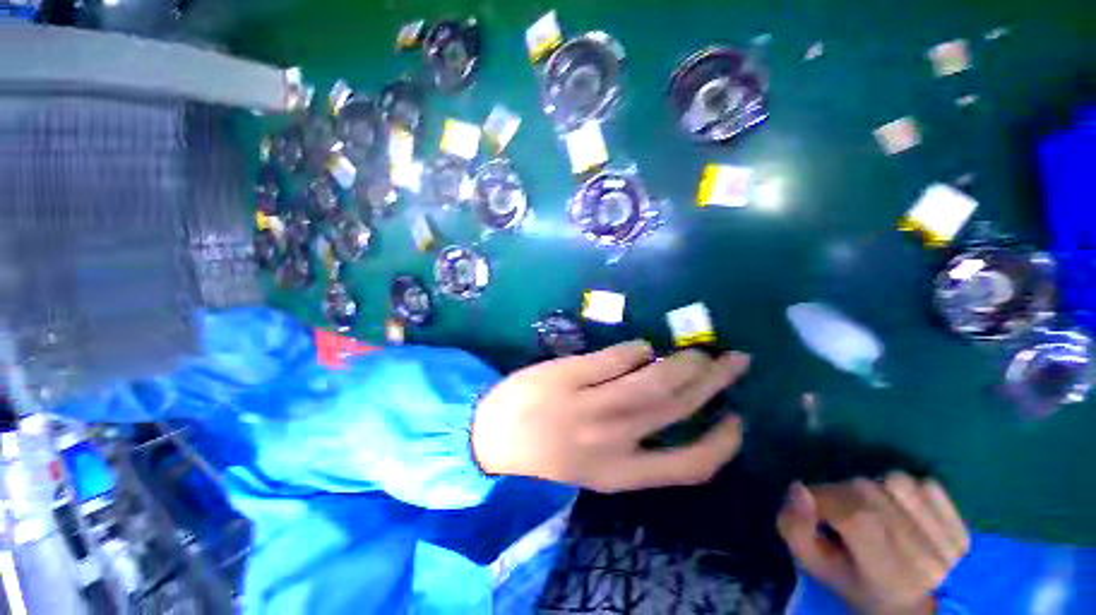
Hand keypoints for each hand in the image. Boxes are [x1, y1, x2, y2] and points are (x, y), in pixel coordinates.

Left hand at [471, 340, 750, 492]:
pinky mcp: (568, 376)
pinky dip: (636, 350)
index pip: (688, 465)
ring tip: (697, 351)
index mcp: (618, 473)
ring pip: (650, 382)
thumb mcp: (593, 465)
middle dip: (713, 384)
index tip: (737, 419)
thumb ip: (631, 441)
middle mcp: (609, 441)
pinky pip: (613, 359)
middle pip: (675, 409)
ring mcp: (588, 406)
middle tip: (733, 362)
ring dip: (681, 363)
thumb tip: (668, 401)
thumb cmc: (545, 452)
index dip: (721, 443)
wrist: (491, 435)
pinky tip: (644, 347)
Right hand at [777, 473, 970, 614]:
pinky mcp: (963, 524)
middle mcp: (926, 557)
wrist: (918, 607)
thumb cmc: (858, 588)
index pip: (852, 516)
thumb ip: (795, 529)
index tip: (814, 511)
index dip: (822, 502)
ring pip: (894, 481)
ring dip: (874, 490)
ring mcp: (950, 539)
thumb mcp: (817, 567)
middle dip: (842, 494)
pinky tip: (903, 511)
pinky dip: (905, 491)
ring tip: (874, 512)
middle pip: (869, 493)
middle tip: (840, 514)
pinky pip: (924, 484)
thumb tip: (797, 488)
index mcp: (889, 577)